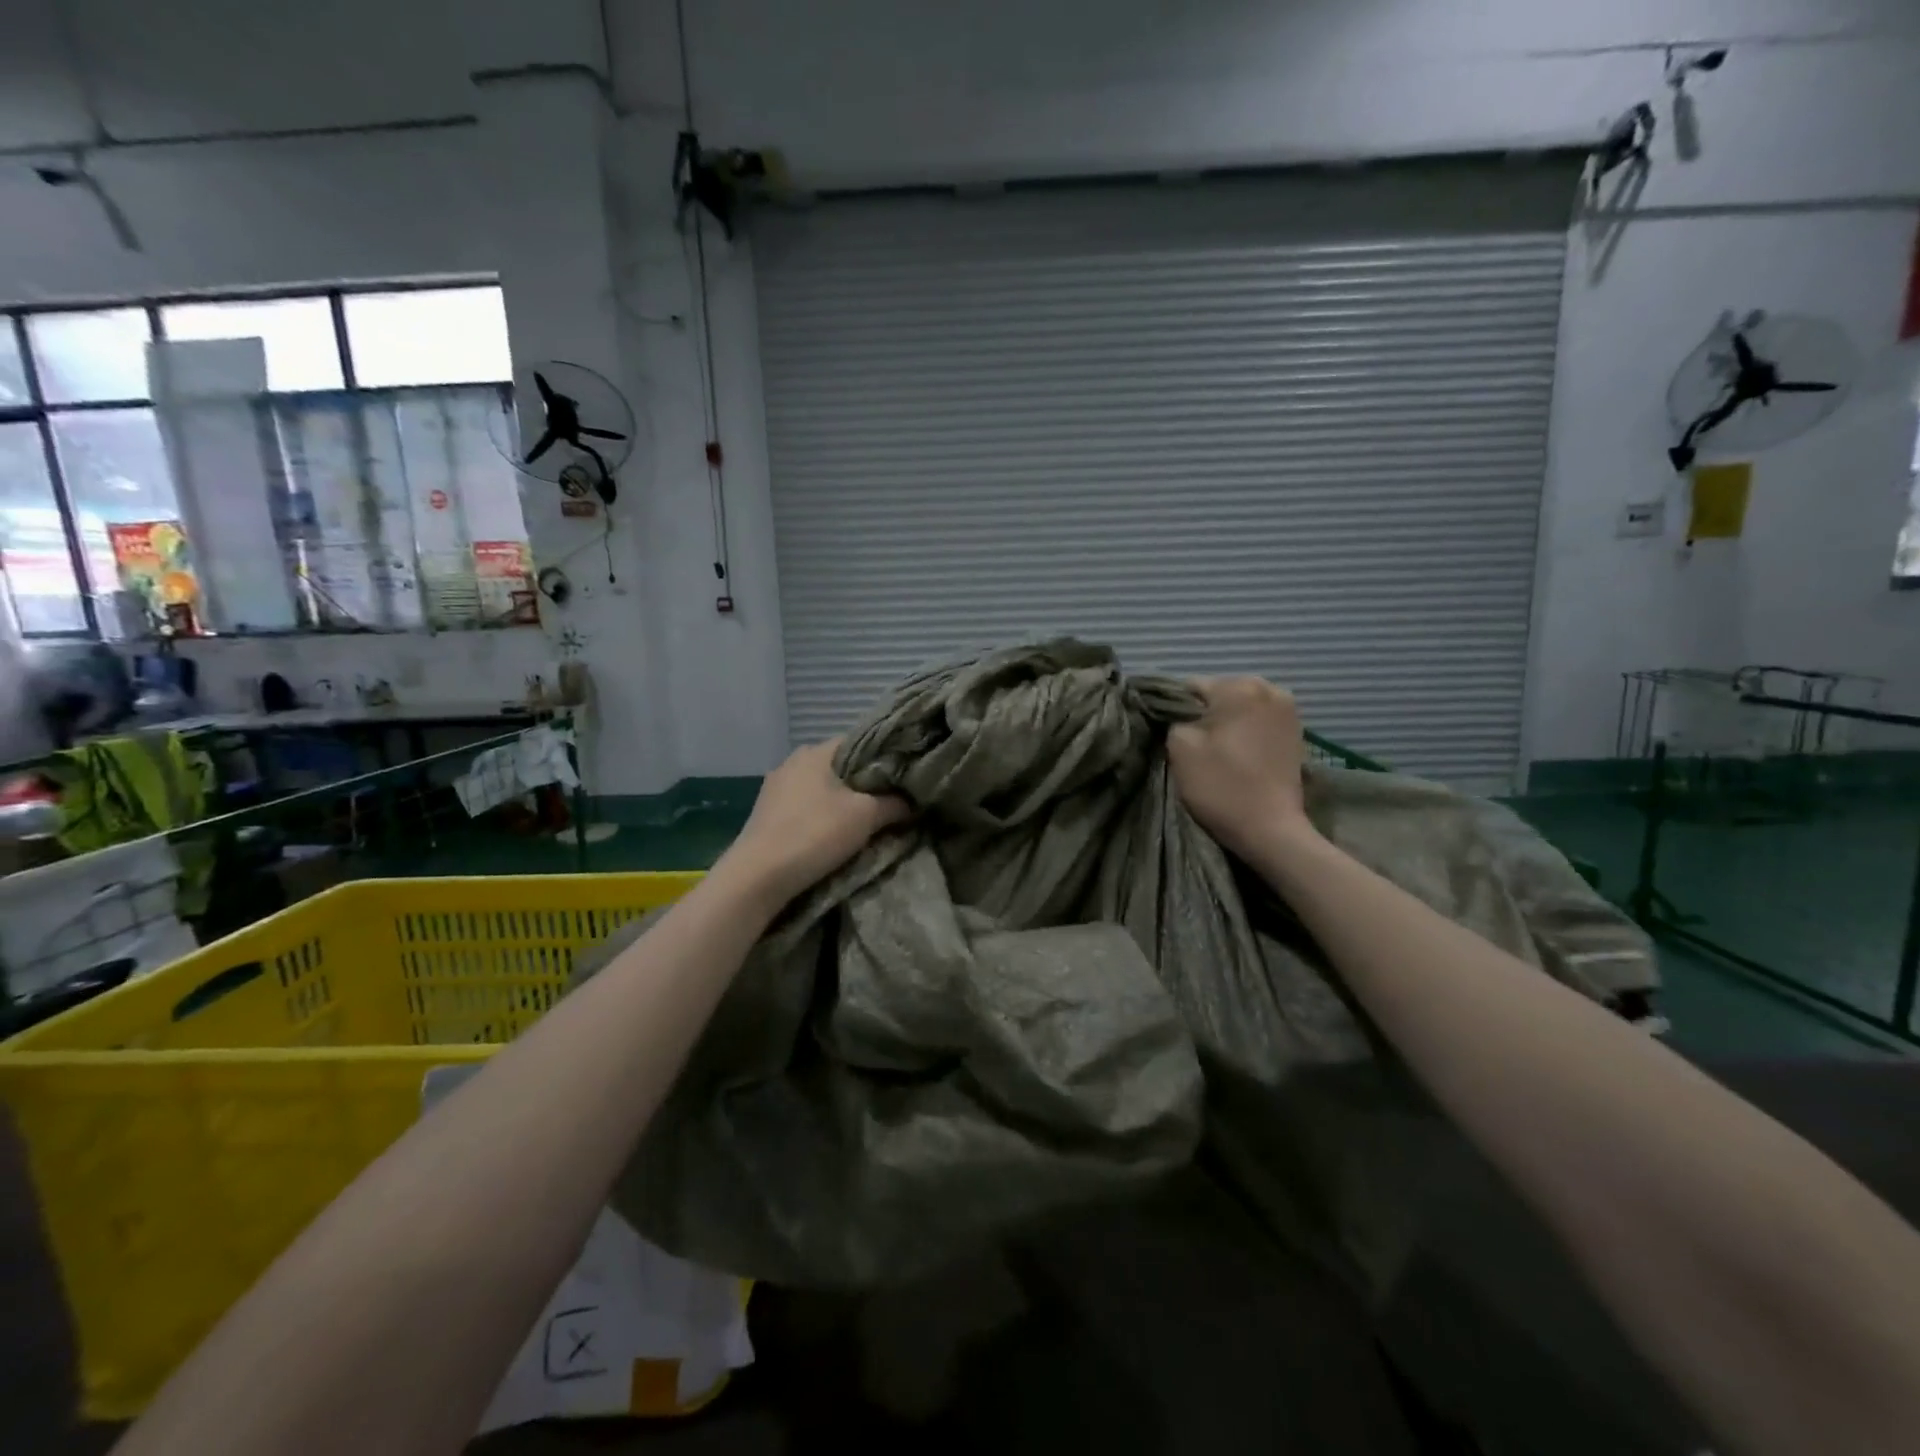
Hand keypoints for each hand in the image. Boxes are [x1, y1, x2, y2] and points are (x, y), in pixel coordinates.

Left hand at [718, 739, 909, 908]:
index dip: (882, 757)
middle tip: (887, 802)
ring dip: (838, 801)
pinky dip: (818, 816)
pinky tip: (829, 834)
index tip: (901, 777)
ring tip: (862, 821)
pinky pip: (802, 807)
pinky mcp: (765, 814)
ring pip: (819, 788)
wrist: (759, 876)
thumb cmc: (815, 834)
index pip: (858, 742)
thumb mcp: (866, 816)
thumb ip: (894, 804)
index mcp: (816, 752)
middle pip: (838, 766)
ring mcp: (774, 788)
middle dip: (861, 783)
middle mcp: (792, 762)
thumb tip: (912, 801)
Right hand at [1167, 677, 1312, 861]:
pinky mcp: (1296, 730)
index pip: (1190, 687)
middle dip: (1205, 714)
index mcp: (1239, 687)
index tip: (1175, 737)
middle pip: (1219, 693)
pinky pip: (1259, 720)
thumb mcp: (1180, 748)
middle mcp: (1269, 688)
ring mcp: (1288, 709)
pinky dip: (1246, 731)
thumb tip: (1180, 713)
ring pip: (1240, 706)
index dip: (1176, 711)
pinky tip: (1240, 754)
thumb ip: (1174, 718)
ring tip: (1220, 752)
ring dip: (1227, 723)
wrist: (1271, 829)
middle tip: (1197, 746)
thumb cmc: (1221, 785)